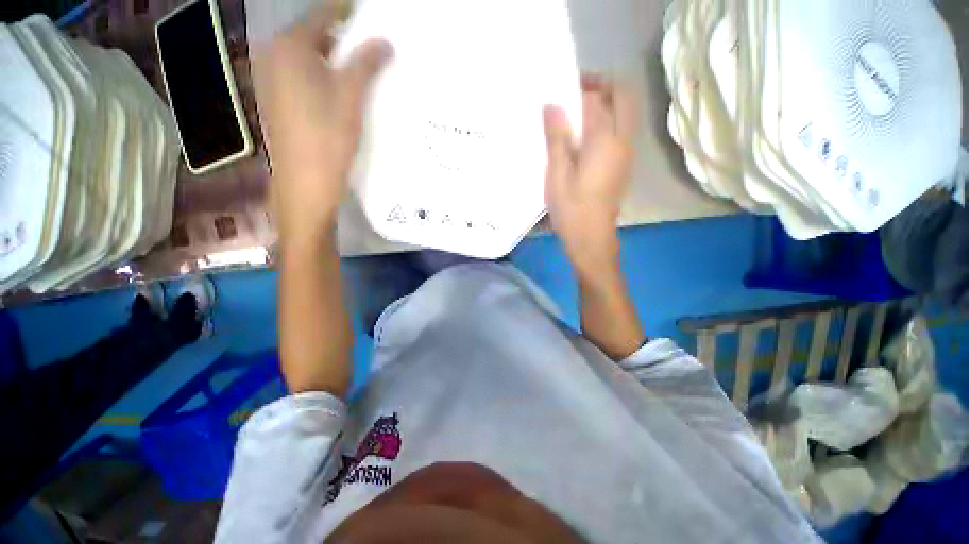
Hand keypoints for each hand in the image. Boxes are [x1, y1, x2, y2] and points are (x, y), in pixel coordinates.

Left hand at [259, 5, 392, 245]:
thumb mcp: (351, 95)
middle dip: (344, 38)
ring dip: (335, 59)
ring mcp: (273, 78)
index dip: (347, 11)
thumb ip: (367, 63)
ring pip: (310, 57)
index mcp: (291, 46)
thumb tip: (385, 42)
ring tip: (363, 69)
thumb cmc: (328, 135)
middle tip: (372, 46)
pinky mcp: (278, 100)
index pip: (323, 14)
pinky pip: (304, 76)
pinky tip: (343, 91)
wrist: (306, 180)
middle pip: (315, 35)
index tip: (369, 14)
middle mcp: (275, 55)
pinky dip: (324, 76)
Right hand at [544, 78, 637, 281]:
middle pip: (623, 97)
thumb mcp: (557, 174)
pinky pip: (619, 131)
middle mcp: (622, 141)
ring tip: (576, 113)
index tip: (561, 88)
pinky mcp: (622, 165)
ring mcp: (626, 154)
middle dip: (602, 86)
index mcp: (605, 141)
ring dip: (605, 104)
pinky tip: (583, 138)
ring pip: (623, 114)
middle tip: (576, 92)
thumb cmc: (571, 209)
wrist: (591, 239)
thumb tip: (553, 105)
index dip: (580, 88)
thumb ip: (557, 138)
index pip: (597, 99)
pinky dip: (605, 122)